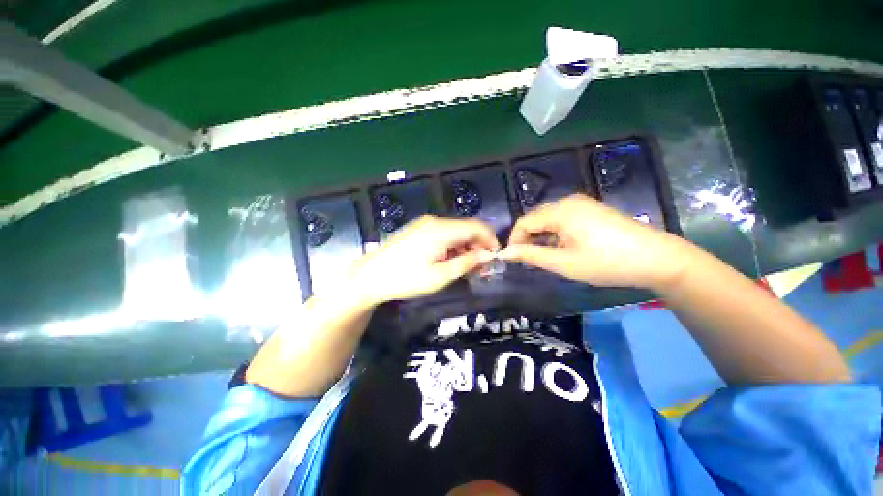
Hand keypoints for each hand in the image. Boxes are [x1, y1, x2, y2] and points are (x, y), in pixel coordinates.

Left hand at [347, 215, 499, 305]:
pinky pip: (443, 234)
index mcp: (441, 230)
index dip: (490, 240)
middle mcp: (435, 221)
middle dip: (478, 246)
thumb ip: (467, 262)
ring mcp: (424, 224)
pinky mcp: (418, 230)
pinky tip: (449, 261)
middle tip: (481, 269)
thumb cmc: (405, 279)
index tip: (495, 258)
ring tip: (466, 268)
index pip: (476, 226)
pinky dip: (452, 246)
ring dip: (465, 247)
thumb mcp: (440, 276)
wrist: (369, 276)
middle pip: (466, 228)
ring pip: (455, 232)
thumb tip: (488, 254)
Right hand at [500, 194, 686, 288]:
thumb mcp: (564, 263)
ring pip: (547, 220)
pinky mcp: (589, 210)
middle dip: (527, 239)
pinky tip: (562, 248)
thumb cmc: (607, 262)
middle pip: (535, 219)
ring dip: (541, 238)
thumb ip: (531, 255)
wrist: (657, 259)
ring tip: (547, 258)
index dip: (514, 240)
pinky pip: (561, 219)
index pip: (524, 222)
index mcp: (560, 210)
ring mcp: (581, 204)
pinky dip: (555, 234)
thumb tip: (504, 253)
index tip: (514, 260)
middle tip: (530, 262)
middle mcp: (568, 201)